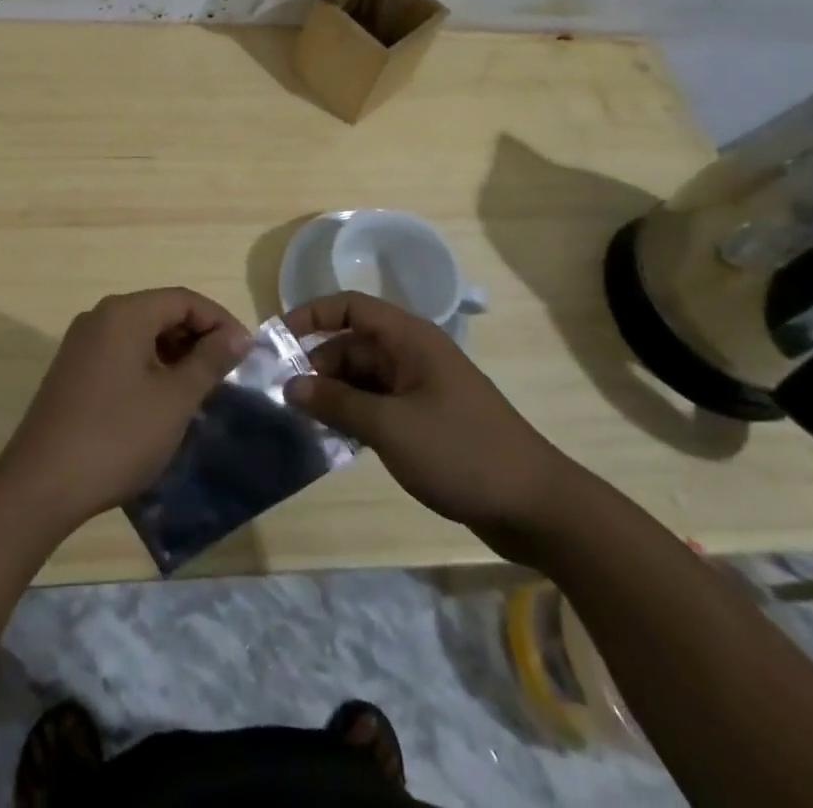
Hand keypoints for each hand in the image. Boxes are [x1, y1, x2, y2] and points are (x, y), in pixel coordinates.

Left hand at [0, 289, 251, 528]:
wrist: (41, 484)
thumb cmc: (117, 436)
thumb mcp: (174, 399)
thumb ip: (210, 361)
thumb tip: (238, 336)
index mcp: (124, 313)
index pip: (184, 299)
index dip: (220, 321)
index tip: (245, 353)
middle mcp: (100, 317)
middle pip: (160, 312)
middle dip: (197, 337)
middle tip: (225, 373)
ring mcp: (81, 343)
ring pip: (140, 334)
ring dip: (174, 354)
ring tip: (198, 390)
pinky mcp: (72, 370)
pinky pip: (121, 353)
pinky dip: (149, 366)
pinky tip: (162, 400)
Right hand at [283, 293, 585, 562]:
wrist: (536, 506)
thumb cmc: (461, 452)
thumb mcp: (389, 427)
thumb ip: (336, 403)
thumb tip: (290, 386)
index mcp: (409, 338)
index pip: (349, 306)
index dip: (311, 315)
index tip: (277, 340)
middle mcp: (413, 354)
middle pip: (353, 344)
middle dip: (317, 365)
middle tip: (282, 396)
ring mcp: (421, 387)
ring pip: (364, 377)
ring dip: (334, 394)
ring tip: (301, 420)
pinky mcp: (427, 418)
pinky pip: (379, 404)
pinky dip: (355, 414)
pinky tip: (334, 439)